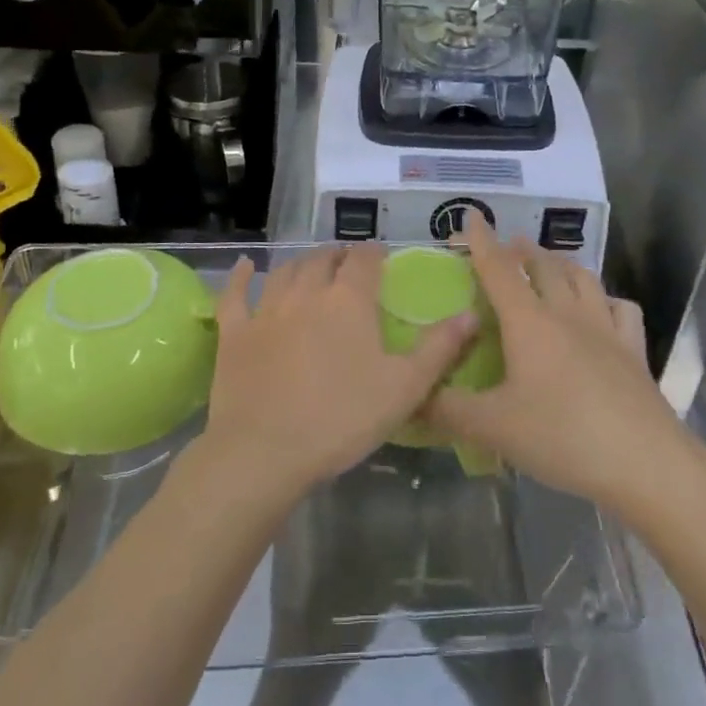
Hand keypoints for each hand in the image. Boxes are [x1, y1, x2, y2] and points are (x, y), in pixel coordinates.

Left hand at [199, 245, 476, 502]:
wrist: (265, 453)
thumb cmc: (342, 419)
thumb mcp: (405, 388)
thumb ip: (439, 348)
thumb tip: (471, 314)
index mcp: (349, 301)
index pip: (364, 260)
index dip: (374, 253)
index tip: (381, 256)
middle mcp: (307, 293)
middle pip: (323, 259)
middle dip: (339, 255)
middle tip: (349, 262)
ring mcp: (266, 310)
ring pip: (286, 271)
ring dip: (302, 263)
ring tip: (313, 265)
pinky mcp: (235, 333)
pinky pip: (236, 294)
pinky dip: (242, 277)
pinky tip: (246, 268)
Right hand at [423, 214, 694, 511]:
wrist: (644, 462)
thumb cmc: (562, 437)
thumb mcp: (493, 427)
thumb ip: (447, 409)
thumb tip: (412, 395)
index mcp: (529, 322)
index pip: (499, 270)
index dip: (482, 241)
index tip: (471, 215)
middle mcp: (567, 314)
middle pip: (544, 266)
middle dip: (522, 251)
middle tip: (508, 248)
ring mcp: (606, 328)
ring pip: (582, 278)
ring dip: (561, 264)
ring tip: (550, 265)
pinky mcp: (634, 350)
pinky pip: (621, 308)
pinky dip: (606, 299)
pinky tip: (602, 308)